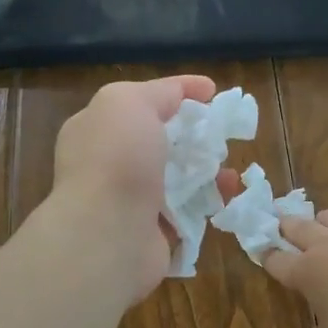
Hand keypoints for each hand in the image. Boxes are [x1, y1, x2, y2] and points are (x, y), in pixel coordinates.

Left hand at [50, 74, 218, 301]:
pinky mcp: (153, 233)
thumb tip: (188, 92)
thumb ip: (159, 92)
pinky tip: (229, 192)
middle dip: (194, 135)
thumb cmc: (116, 160)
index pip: (139, 103)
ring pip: (177, 178)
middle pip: (161, 142)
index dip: (176, 93)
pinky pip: (188, 210)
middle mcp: (110, 164)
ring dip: (207, 169)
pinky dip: (211, 200)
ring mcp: (130, 201)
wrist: (108, 235)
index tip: (211, 92)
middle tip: (222, 133)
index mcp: (97, 129)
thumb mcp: (130, 102)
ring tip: (229, 167)